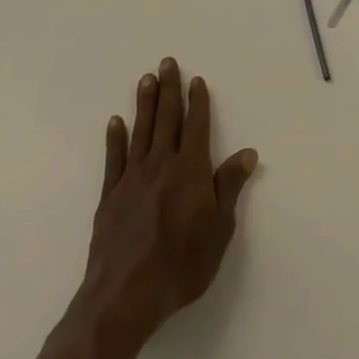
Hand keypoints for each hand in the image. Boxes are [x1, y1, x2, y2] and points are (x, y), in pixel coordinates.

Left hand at [69, 59, 256, 353]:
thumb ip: (229, 187)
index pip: (196, 127)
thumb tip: (247, 152)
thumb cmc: (181, 265)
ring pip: (140, 131)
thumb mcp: (219, 230)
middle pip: (166, 120)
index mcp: (190, 171)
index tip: (196, 80)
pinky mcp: (110, 196)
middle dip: (169, 89)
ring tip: (145, 79)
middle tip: (167, 62)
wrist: (125, 296)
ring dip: (144, 104)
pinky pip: (114, 159)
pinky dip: (115, 138)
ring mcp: (132, 178)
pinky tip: (115, 121)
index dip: (198, 102)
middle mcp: (161, 165)